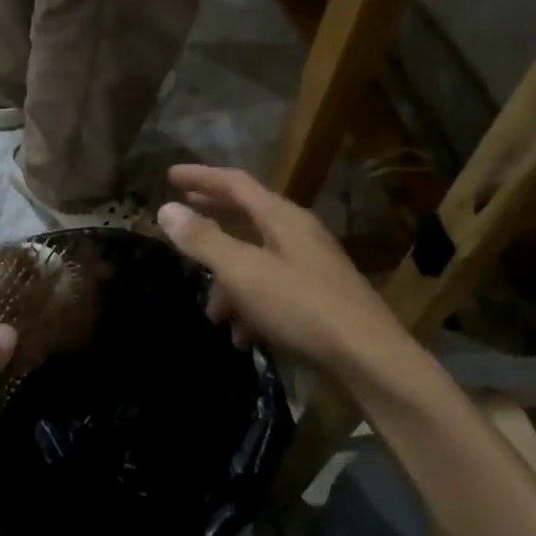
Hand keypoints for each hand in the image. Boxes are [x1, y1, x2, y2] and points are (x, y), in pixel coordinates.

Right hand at [157, 164, 413, 384]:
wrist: (369, 360)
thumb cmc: (302, 307)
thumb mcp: (244, 272)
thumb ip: (204, 240)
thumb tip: (166, 210)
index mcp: (281, 217)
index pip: (235, 183)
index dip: (201, 177)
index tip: (170, 175)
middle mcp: (297, 234)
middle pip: (246, 217)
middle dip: (211, 221)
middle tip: (181, 219)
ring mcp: (310, 267)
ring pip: (256, 259)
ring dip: (227, 280)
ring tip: (210, 312)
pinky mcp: (317, 299)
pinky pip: (272, 290)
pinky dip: (250, 305)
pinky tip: (241, 336)